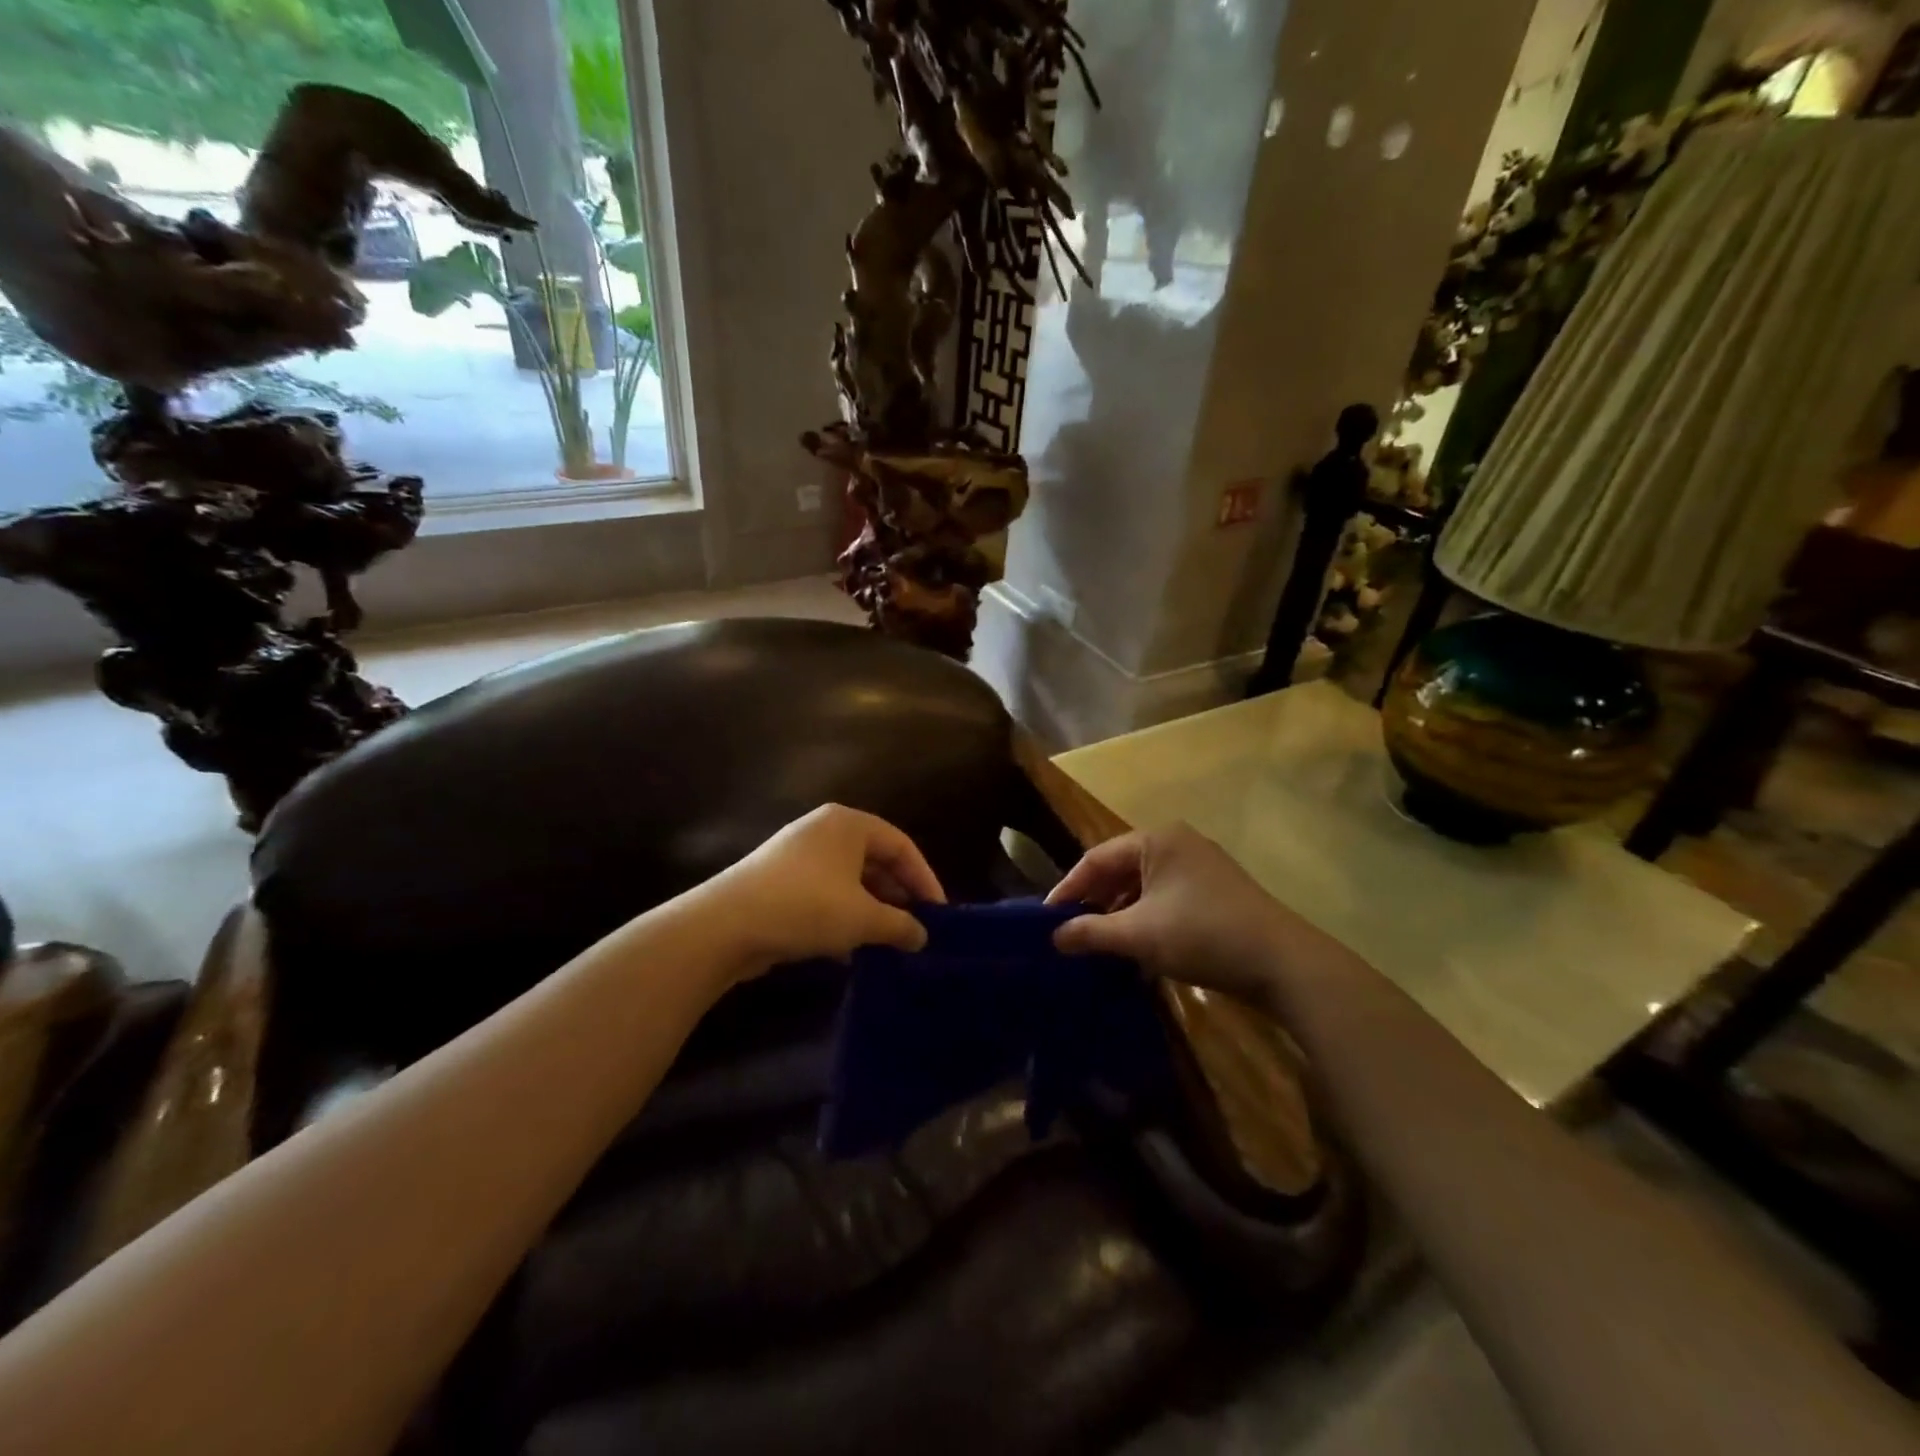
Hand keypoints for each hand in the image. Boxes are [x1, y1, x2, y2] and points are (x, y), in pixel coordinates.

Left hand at [707, 805, 944, 974]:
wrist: (725, 926)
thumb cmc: (806, 907)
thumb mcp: (863, 918)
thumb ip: (900, 925)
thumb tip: (922, 936)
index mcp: (849, 824)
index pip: (901, 846)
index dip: (925, 879)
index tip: (939, 913)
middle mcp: (825, 831)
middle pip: (876, 860)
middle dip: (898, 896)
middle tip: (916, 928)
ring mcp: (799, 856)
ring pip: (850, 880)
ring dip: (872, 910)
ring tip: (889, 941)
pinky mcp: (780, 882)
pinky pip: (826, 894)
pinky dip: (844, 917)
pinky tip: (851, 949)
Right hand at [1047, 823, 1339, 1003]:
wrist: (1282, 963)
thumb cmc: (1202, 935)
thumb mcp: (1138, 935)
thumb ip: (1091, 932)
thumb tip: (1054, 937)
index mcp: (1156, 840)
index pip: (1096, 858)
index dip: (1068, 889)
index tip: (1046, 919)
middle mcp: (1177, 843)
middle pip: (1120, 869)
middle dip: (1094, 901)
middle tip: (1069, 931)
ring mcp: (1200, 866)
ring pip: (1143, 886)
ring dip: (1119, 913)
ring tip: (1098, 943)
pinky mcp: (1215, 891)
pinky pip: (1166, 897)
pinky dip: (1145, 919)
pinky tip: (1136, 949)